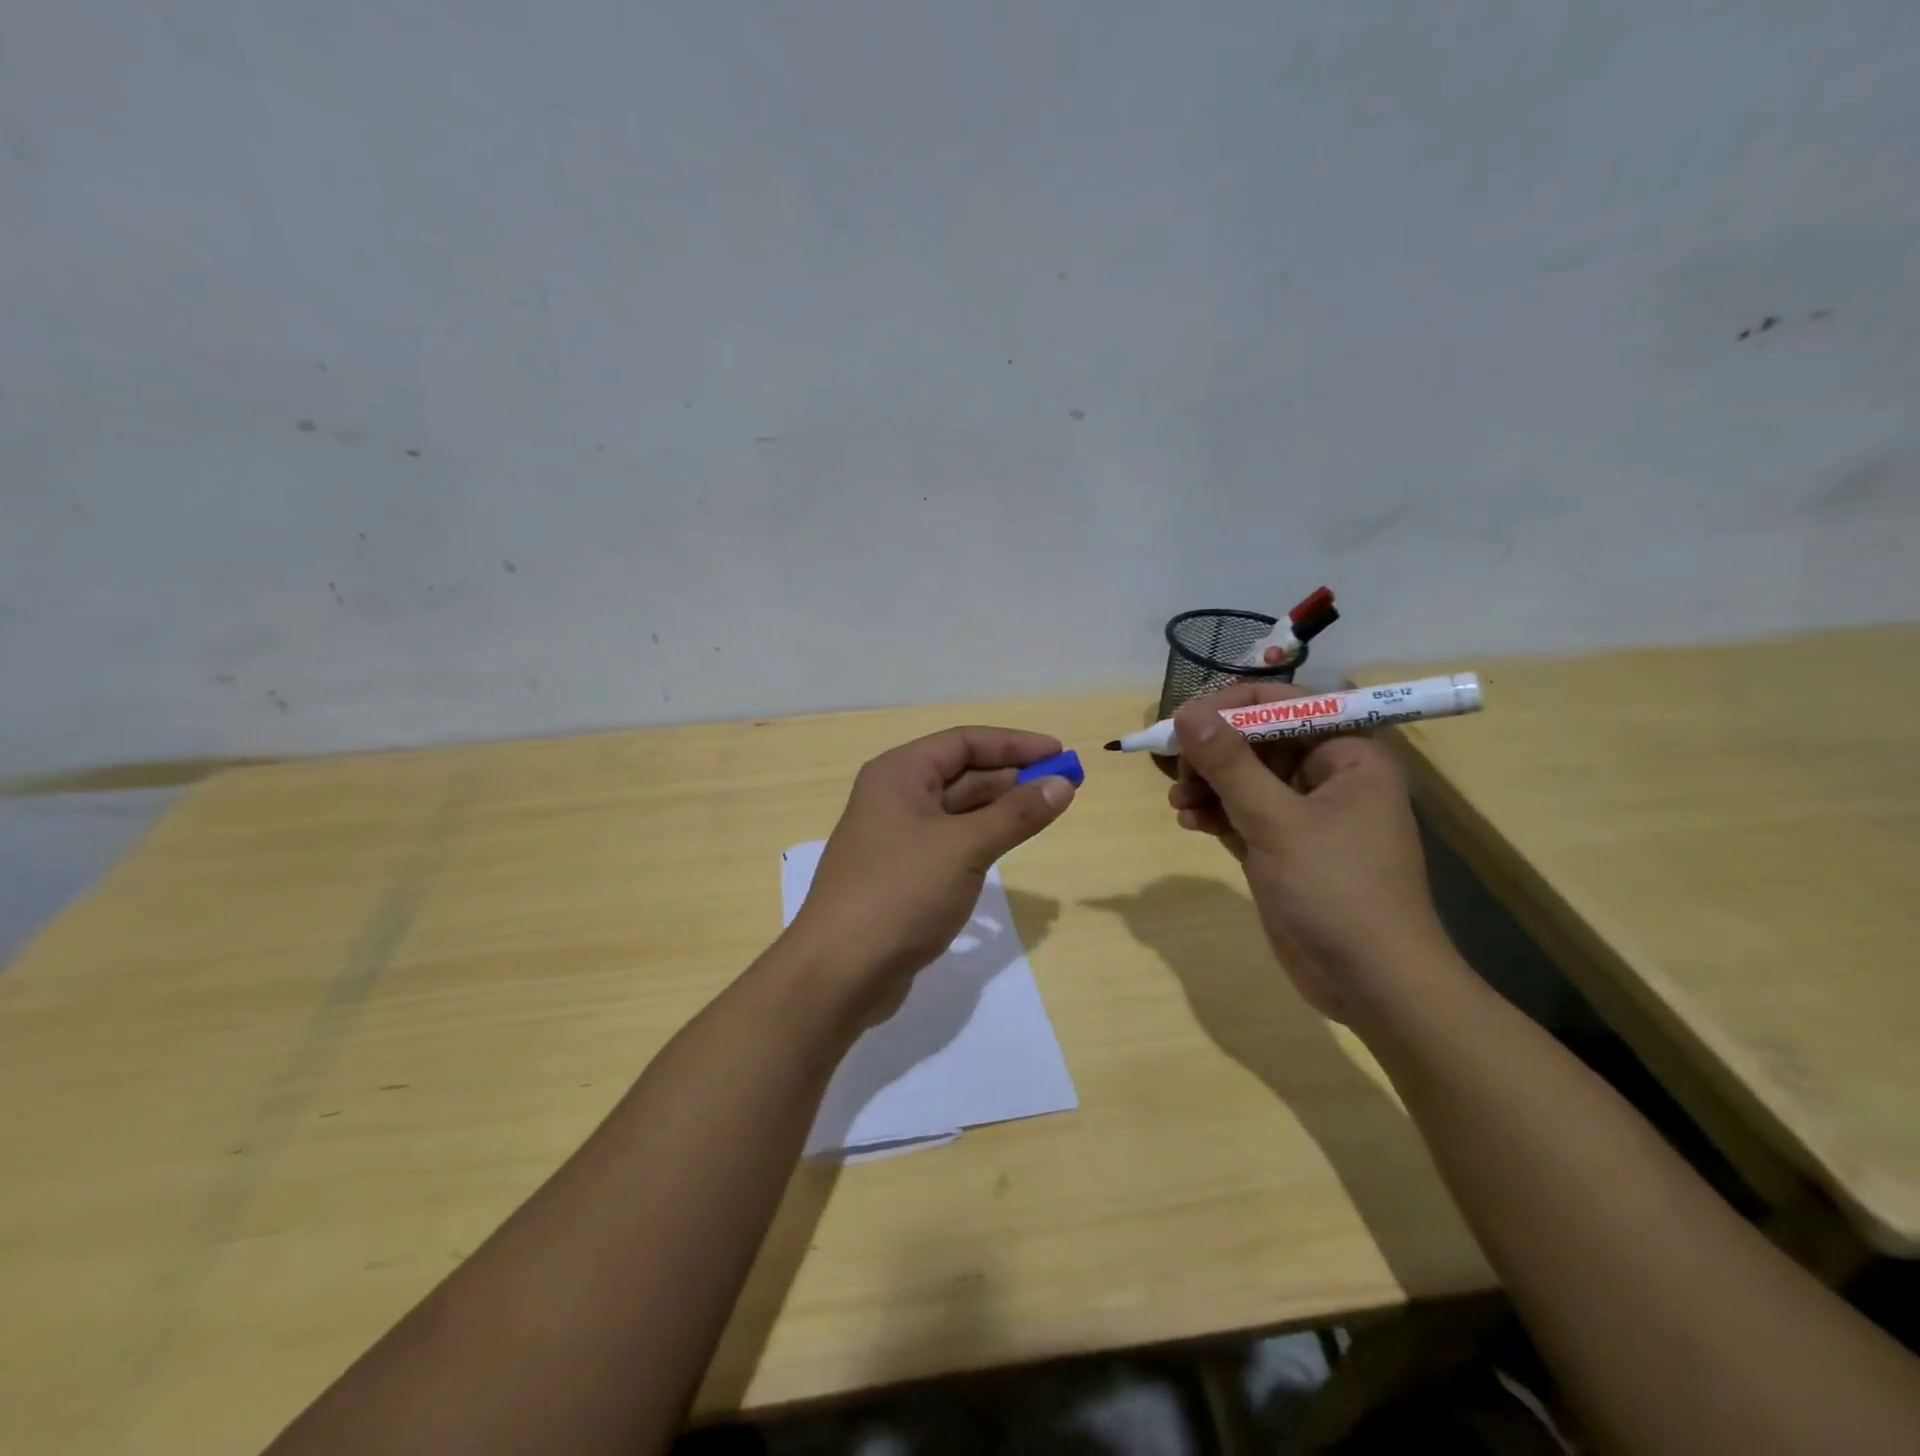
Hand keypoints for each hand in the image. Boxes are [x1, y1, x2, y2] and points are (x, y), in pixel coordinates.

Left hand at [787, 726, 1075, 1017]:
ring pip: (958, 811)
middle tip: (1063, 787)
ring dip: (1000, 810)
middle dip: (1012, 778)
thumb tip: (1062, 784)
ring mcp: (897, 838)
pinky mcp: (903, 875)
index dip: (1014, 744)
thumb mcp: (964, 847)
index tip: (1059, 753)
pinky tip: (1009, 848)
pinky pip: (950, 844)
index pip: (964, 742)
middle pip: (962, 774)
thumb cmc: (900, 893)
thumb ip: (1016, 814)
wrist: (839, 972)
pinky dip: (982, 840)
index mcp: (899, 774)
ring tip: (1046, 813)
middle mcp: (894, 797)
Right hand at [1165, 683, 1447, 1020]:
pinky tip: (1189, 822)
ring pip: (1245, 780)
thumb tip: (1188, 712)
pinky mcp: (1284, 848)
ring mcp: (1306, 815)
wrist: (1371, 982)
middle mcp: (1329, 777)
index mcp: (1348, 755)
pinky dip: (1215, 813)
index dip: (1231, 707)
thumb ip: (1230, 764)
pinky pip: (1242, 814)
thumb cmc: (1336, 889)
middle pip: (1259, 741)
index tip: (1183, 721)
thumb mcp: (1277, 821)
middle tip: (1177, 767)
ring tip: (1179, 801)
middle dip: (1214, 753)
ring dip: (1208, 784)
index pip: (1284, 705)